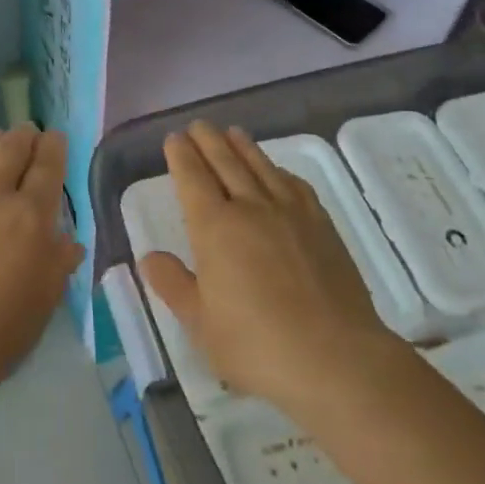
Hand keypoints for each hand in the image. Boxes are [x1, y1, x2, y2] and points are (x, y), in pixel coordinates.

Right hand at [140, 123, 400, 420]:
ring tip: (232, 132)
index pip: (192, 179)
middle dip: (208, 141)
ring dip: (242, 146)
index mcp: (214, 228)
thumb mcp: (201, 324)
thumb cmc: (257, 345)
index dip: (181, 156)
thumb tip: (150, 257)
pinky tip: (277, 172)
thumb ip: (173, 285)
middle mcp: (251, 208)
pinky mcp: (322, 225)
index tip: (174, 139)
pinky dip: (279, 171)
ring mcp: (290, 213)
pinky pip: (294, 185)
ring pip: (260, 167)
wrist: (335, 357)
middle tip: (198, 125)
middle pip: (225, 163)